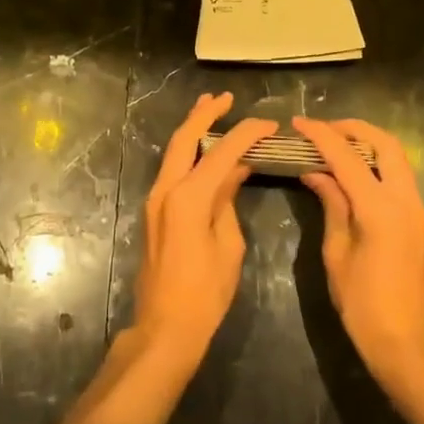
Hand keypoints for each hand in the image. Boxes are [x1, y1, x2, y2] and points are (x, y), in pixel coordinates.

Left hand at [133, 94, 276, 368]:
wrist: (165, 325)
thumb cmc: (205, 292)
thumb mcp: (228, 244)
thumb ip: (228, 200)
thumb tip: (236, 170)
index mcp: (188, 197)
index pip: (222, 152)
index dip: (247, 133)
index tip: (269, 123)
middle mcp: (166, 189)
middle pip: (184, 138)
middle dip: (203, 114)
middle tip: (225, 98)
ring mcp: (156, 199)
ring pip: (174, 151)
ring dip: (193, 129)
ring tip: (212, 109)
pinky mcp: (155, 210)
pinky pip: (173, 169)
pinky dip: (190, 153)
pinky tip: (207, 150)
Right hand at [292, 117, 423, 383]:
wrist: (406, 342)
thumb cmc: (363, 304)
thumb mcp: (337, 253)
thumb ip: (332, 205)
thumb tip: (316, 173)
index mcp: (380, 209)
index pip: (347, 157)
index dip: (321, 136)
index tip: (298, 122)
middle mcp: (405, 200)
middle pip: (386, 144)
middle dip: (354, 129)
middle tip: (323, 129)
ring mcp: (417, 209)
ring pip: (397, 158)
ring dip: (367, 144)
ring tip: (334, 146)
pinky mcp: (419, 220)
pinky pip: (399, 177)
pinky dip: (376, 164)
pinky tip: (351, 173)